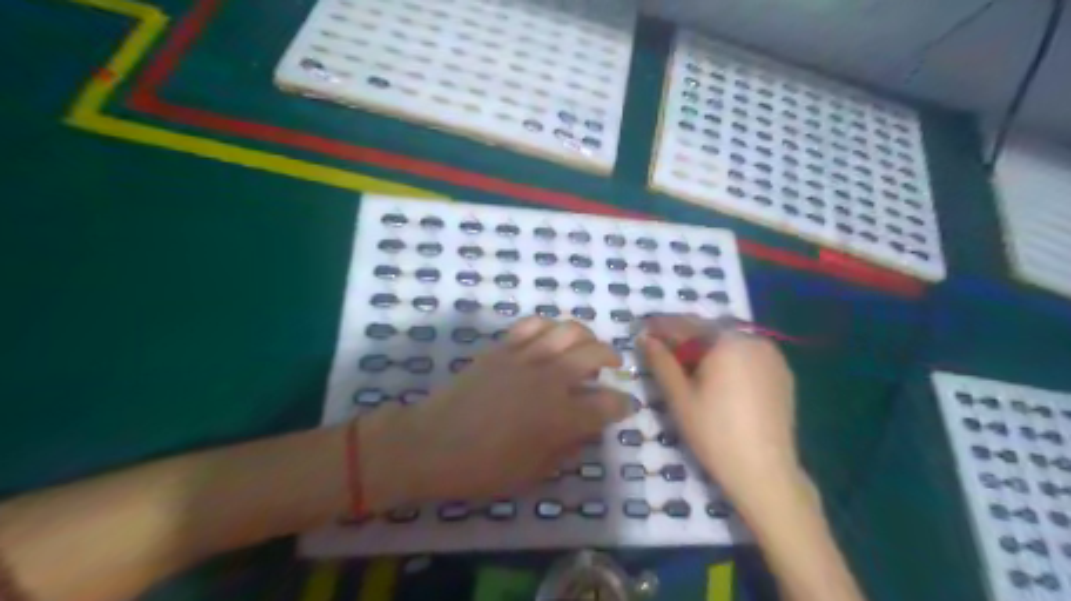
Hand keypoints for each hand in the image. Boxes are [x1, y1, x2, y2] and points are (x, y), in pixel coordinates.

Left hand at [360, 317, 632, 508]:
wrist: (433, 444)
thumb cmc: (484, 468)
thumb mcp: (534, 473)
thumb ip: (567, 448)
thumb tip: (585, 429)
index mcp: (562, 417)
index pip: (609, 403)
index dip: (622, 405)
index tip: (623, 406)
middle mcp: (551, 380)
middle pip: (596, 353)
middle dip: (612, 357)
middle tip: (612, 366)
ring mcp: (526, 357)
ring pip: (568, 330)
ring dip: (586, 335)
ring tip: (587, 345)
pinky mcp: (503, 347)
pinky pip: (533, 324)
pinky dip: (549, 326)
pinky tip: (550, 337)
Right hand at [639, 314, 797, 506]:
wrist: (765, 473)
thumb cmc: (715, 433)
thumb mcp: (680, 397)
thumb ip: (661, 362)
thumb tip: (646, 339)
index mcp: (727, 341)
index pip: (687, 325)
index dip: (662, 326)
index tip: (643, 329)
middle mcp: (754, 339)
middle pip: (710, 331)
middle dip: (684, 337)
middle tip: (662, 348)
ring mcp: (772, 356)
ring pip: (730, 343)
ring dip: (706, 347)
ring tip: (686, 363)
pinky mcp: (783, 374)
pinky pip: (747, 356)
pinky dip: (728, 359)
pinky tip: (716, 376)